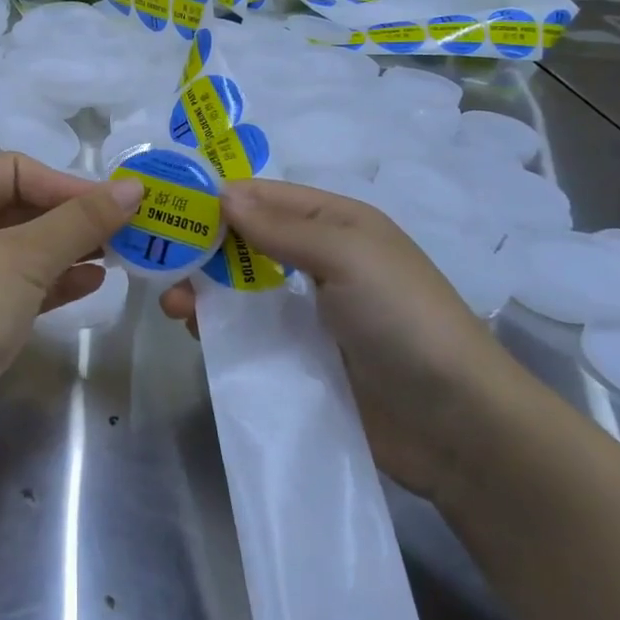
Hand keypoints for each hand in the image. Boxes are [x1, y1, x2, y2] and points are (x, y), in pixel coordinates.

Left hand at [0, 153, 141, 448]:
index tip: (119, 204)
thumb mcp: (26, 255)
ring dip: (69, 250)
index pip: (18, 170)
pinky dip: (55, 282)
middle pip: (22, 207)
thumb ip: (82, 220)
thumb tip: (134, 188)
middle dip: (73, 218)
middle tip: (128, 230)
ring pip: (23, 249)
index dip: (68, 184)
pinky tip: (94, 283)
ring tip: (120, 255)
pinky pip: (19, 286)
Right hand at [162, 179, 535, 500]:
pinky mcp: (301, 358)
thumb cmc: (404, 319)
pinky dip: (220, 326)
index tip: (166, 206)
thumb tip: (222, 194)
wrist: (458, 425)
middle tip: (160, 262)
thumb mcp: (348, 255)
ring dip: (205, 288)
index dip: (217, 198)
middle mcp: (320, 260)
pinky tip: (196, 331)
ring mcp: (310, 312)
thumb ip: (281, 227)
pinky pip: (250, 332)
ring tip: (173, 304)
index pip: (264, 197)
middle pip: (247, 242)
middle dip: (203, 247)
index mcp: (336, 223)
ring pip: (242, 288)